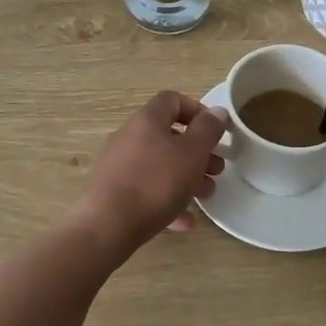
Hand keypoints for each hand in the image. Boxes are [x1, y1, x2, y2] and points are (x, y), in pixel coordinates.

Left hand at [74, 91, 228, 252]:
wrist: (107, 226)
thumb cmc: (156, 182)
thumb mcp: (193, 153)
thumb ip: (208, 129)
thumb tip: (217, 111)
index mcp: (147, 119)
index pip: (173, 99)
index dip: (197, 110)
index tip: (215, 132)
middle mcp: (129, 136)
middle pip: (168, 135)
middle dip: (197, 152)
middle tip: (216, 169)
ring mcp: (118, 164)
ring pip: (159, 164)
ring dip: (186, 176)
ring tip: (205, 195)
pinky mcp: (113, 191)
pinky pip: (146, 189)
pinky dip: (166, 199)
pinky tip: (184, 221)